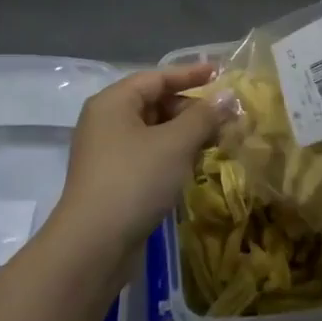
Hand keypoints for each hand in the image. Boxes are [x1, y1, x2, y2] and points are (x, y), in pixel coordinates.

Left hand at [53, 65, 228, 263]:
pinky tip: (194, 164)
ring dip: (185, 133)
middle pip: (155, 103)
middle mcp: (106, 122)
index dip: (190, 74)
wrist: (93, 246)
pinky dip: (172, 154)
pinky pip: (148, 155)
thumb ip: (204, 116)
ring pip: (153, 131)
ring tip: (216, 140)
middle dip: (191, 108)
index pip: (157, 78)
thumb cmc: (135, 180)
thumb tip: (228, 96)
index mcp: (113, 103)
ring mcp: (107, 153)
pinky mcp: (113, 181)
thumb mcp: (176, 143)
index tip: (219, 73)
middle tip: (224, 116)